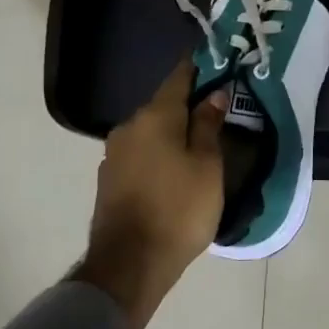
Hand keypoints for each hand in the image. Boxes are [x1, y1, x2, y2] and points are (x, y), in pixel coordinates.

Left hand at [76, 60, 227, 328]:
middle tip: (217, 113)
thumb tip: (214, 93)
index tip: (219, 63)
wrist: (130, 264)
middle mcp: (129, 126)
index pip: (179, 77)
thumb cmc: (179, 209)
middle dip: (188, 105)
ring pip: (151, 132)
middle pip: (163, 106)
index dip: (200, 68)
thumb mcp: (207, 166)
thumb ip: (208, 125)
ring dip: (173, 133)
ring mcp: (114, 153)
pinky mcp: (109, 178)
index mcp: (155, 116)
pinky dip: (159, 155)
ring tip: (199, 146)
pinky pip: (141, 154)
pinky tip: (174, 172)